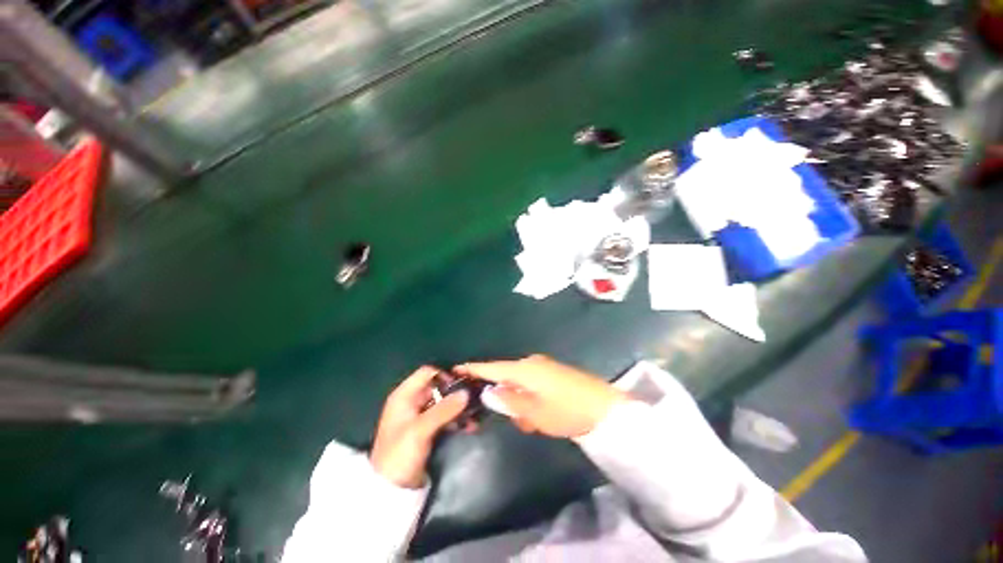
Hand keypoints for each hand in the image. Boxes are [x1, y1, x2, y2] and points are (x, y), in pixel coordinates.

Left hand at [370, 367, 468, 488]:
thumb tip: (467, 392)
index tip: (461, 385)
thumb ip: (444, 410)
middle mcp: (411, 401)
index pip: (427, 373)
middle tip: (473, 400)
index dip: (444, 375)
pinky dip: (455, 419)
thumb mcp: (420, 430)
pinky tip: (469, 426)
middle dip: (455, 392)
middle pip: (437, 386)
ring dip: (458, 407)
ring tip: (474, 415)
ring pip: (443, 402)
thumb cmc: (399, 455)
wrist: (390, 490)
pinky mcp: (426, 429)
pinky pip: (444, 416)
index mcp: (404, 396)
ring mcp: (419, 415)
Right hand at [455, 355, 626, 437]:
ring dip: (521, 403)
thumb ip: (509, 401)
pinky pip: (533, 385)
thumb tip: (487, 392)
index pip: (492, 367)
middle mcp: (532, 363)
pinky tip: (542, 415)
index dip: (474, 368)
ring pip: (521, 385)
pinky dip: (532, 400)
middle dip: (505, 398)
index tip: (456, 369)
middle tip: (516, 420)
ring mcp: (544, 367)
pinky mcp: (553, 373)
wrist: (605, 407)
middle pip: (507, 378)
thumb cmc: (567, 410)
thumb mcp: (535, 413)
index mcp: (524, 369)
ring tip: (534, 422)